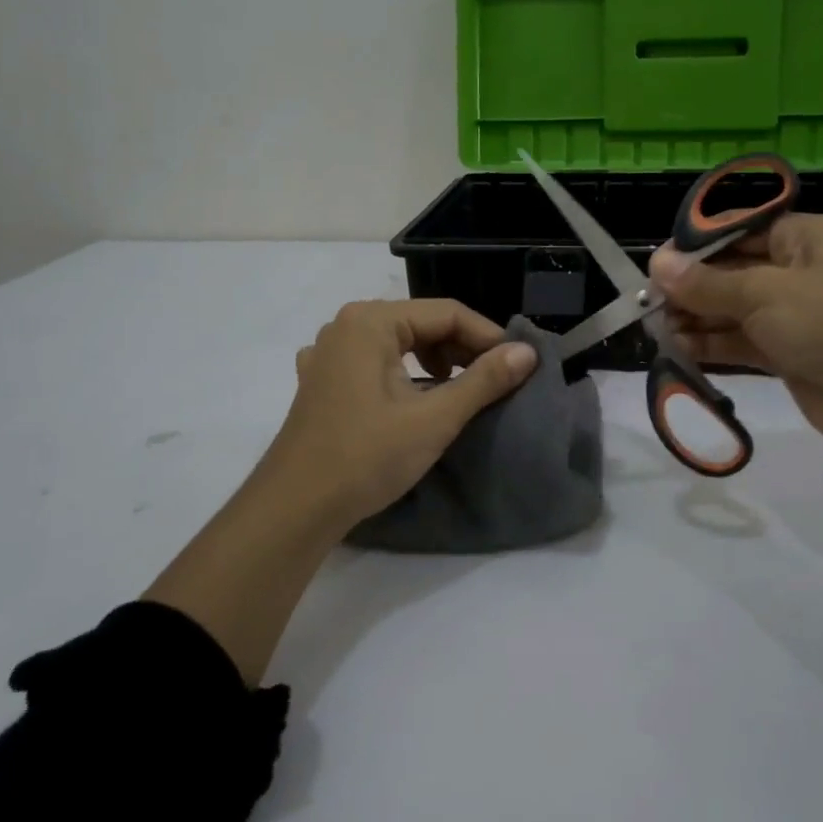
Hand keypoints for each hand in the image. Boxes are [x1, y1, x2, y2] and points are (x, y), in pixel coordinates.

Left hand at [263, 299, 538, 531]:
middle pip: (422, 323)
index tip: (520, 365)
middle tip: (496, 380)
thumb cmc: (366, 457)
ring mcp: (329, 354)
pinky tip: (417, 397)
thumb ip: (484, 380)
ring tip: (462, 390)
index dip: (488, 336)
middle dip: (463, 349)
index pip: (446, 313)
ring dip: (437, 362)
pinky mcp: (323, 381)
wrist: (295, 509)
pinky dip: (406, 373)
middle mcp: (346, 326)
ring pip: (399, 343)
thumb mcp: (434, 418)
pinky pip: (376, 362)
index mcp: (370, 321)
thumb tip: (528, 352)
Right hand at [650, 214, 822, 464]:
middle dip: (692, 287)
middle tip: (650, 303)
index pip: (740, 229)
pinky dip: (714, 345)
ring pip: (734, 309)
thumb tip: (656, 263)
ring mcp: (797, 315)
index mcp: (806, 236)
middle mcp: (801, 270)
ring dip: (698, 318)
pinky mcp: (792, 355)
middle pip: (733, 271)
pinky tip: (679, 349)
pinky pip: (743, 342)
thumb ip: (707, 283)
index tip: (656, 263)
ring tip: (657, 329)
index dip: (696, 245)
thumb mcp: (765, 294)